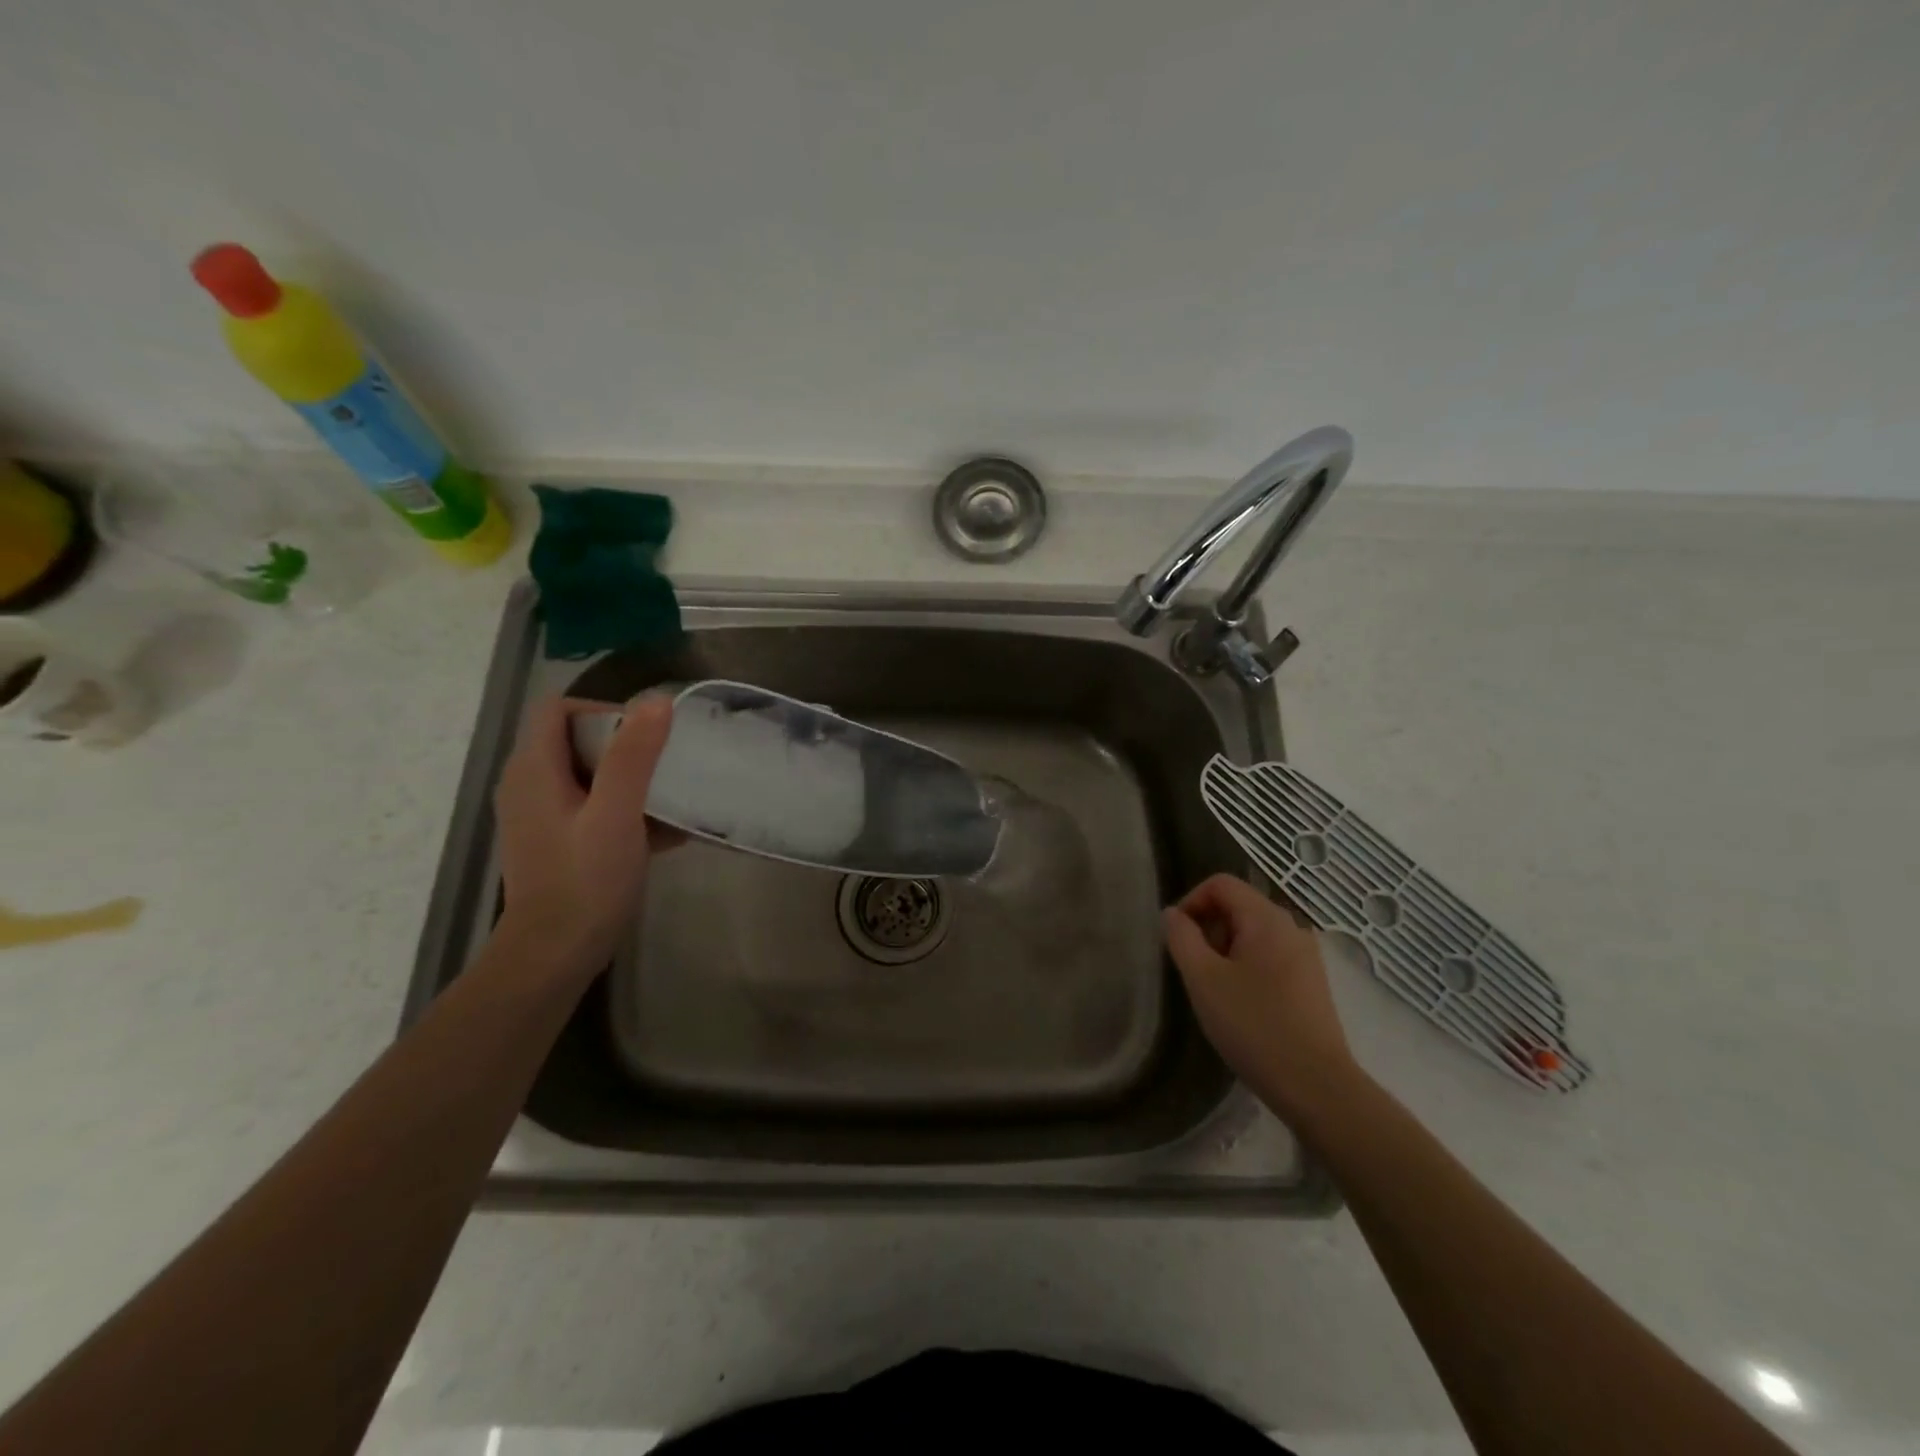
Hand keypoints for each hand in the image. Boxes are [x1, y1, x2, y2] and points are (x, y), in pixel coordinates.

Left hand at [492, 695, 678, 978]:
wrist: (554, 954)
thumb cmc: (585, 880)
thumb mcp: (616, 814)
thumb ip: (633, 756)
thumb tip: (656, 700)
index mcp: (533, 769)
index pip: (560, 709)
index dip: (604, 711)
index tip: (647, 738)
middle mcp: (528, 784)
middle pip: (577, 739)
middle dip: (626, 746)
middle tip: (666, 767)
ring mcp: (540, 814)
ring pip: (588, 774)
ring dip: (631, 779)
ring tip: (670, 799)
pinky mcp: (555, 840)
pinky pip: (591, 805)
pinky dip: (624, 808)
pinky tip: (664, 834)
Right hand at [1163, 873, 1358, 1118]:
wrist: (1316, 1087)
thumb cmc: (1253, 1026)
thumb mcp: (1203, 979)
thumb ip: (1181, 938)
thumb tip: (1172, 914)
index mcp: (1267, 918)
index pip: (1221, 884)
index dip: (1191, 902)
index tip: (1176, 938)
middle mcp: (1292, 928)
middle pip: (1238, 907)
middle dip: (1208, 930)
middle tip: (1193, 970)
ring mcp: (1307, 957)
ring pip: (1253, 935)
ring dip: (1225, 952)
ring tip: (1214, 992)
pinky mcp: (1312, 985)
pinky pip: (1269, 958)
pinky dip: (1246, 969)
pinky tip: (1241, 1007)